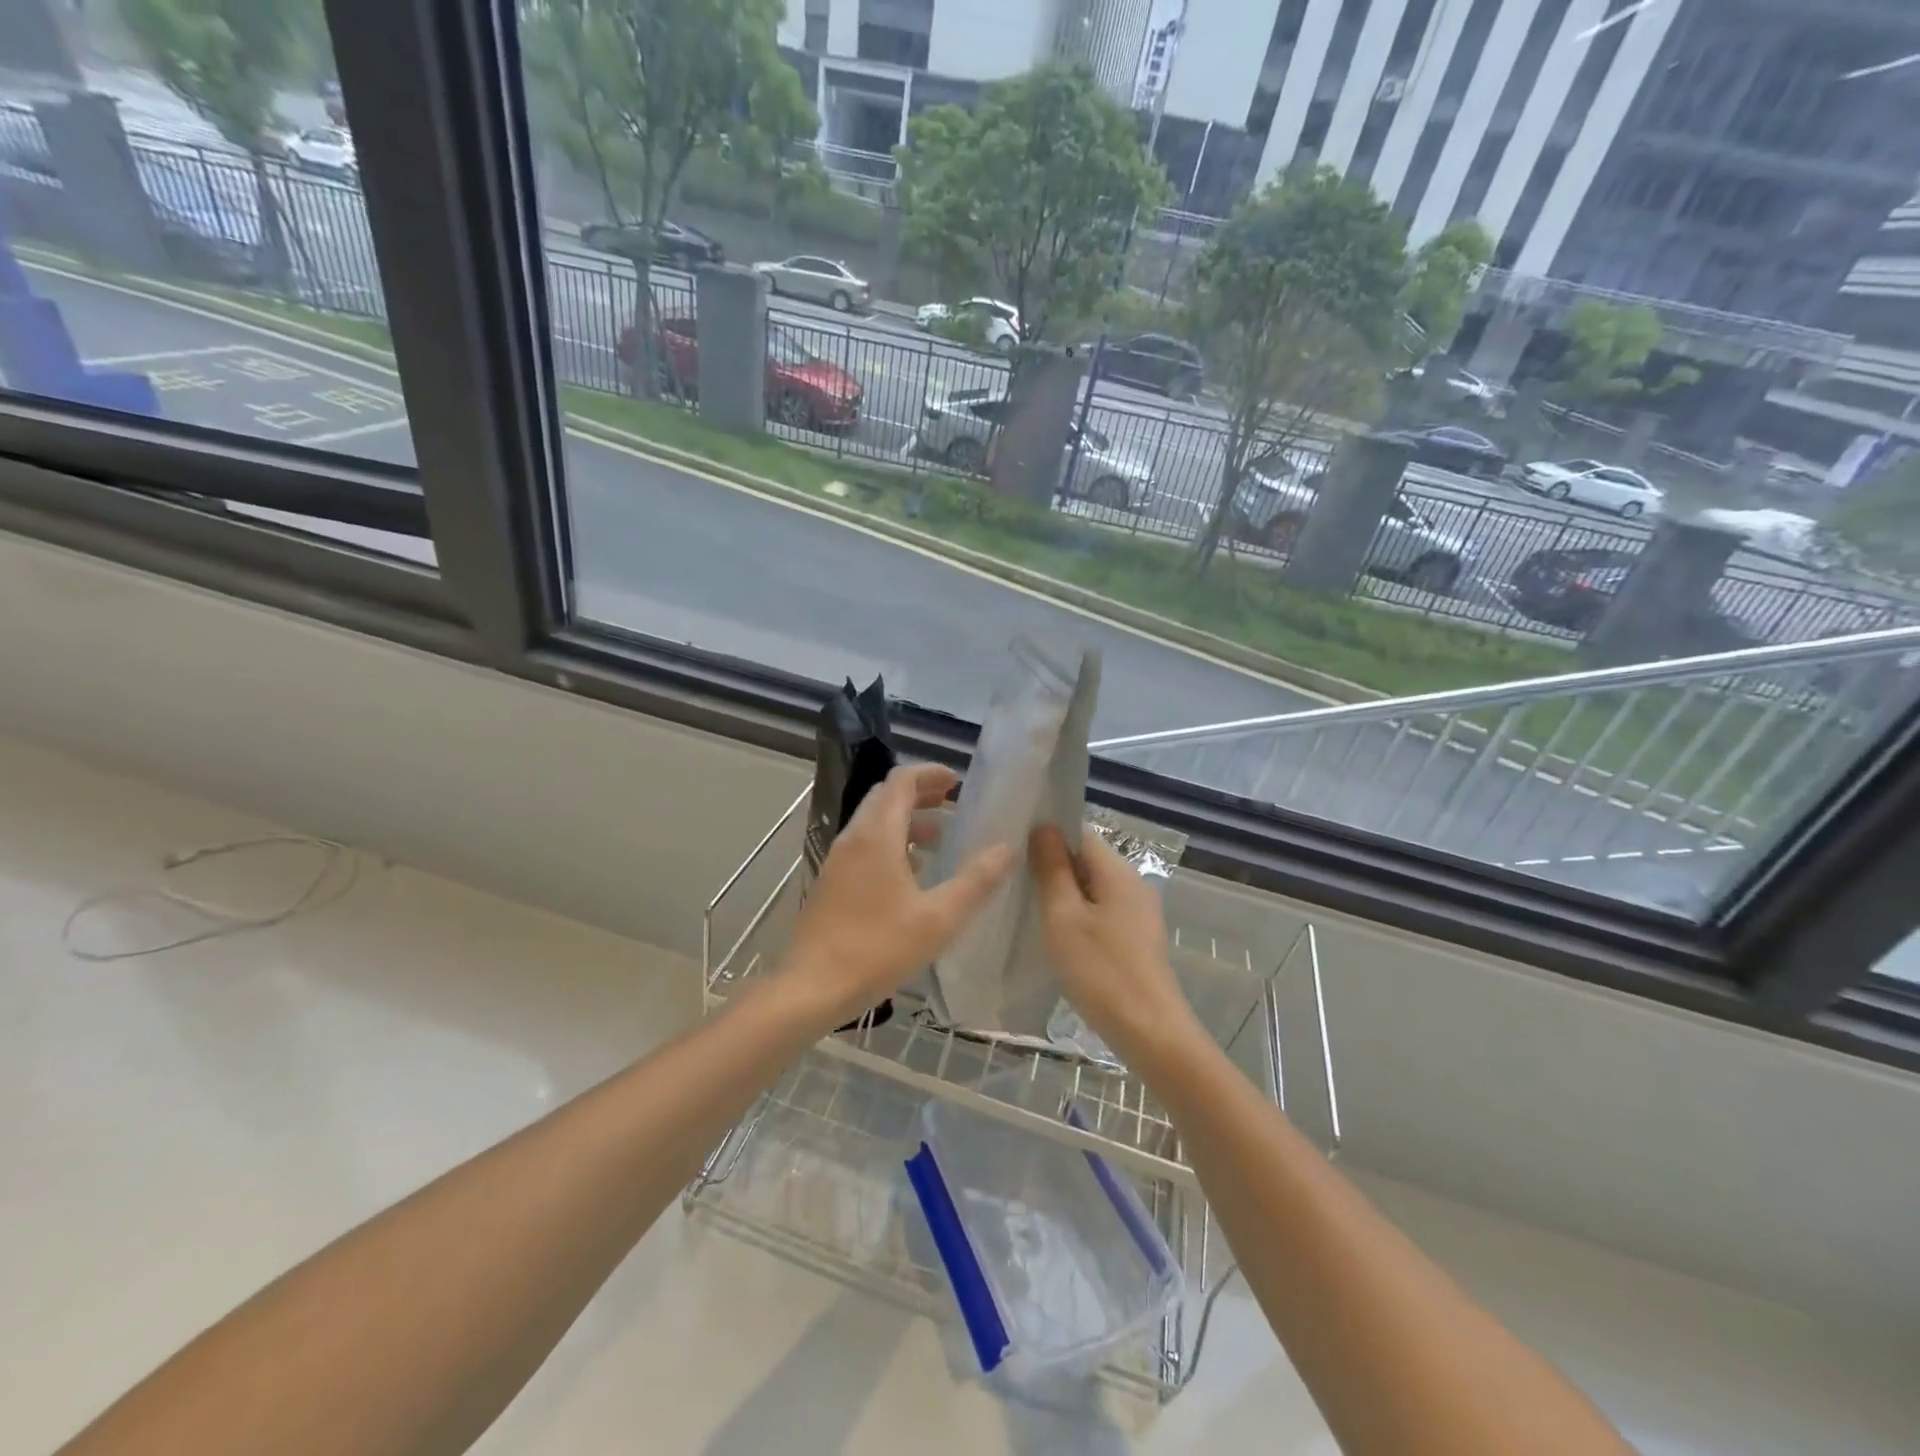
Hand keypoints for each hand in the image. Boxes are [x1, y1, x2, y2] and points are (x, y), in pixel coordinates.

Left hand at [784, 763, 1014, 1026]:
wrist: (811, 988)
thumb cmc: (878, 949)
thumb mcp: (939, 918)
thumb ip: (976, 881)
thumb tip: (1007, 849)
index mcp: (876, 836)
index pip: (900, 781)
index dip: (929, 773)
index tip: (957, 781)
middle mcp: (853, 838)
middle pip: (885, 797)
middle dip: (918, 792)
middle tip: (950, 801)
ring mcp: (837, 860)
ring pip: (872, 822)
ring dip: (904, 819)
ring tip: (937, 835)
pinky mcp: (830, 883)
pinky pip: (863, 846)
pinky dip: (889, 842)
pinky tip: (909, 872)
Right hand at [1029, 824, 1200, 1065]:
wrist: (1150, 1032)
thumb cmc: (1101, 971)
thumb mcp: (1064, 917)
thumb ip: (1052, 869)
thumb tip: (1043, 827)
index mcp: (1117, 870)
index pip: (1078, 833)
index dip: (1046, 835)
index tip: (1013, 850)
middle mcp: (1132, 883)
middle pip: (1086, 860)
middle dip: (1051, 866)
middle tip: (1013, 882)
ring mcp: (1138, 912)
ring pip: (1092, 889)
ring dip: (1062, 894)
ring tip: (1027, 908)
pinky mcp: (1136, 938)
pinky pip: (1101, 912)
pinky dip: (1078, 916)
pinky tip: (1056, 936)